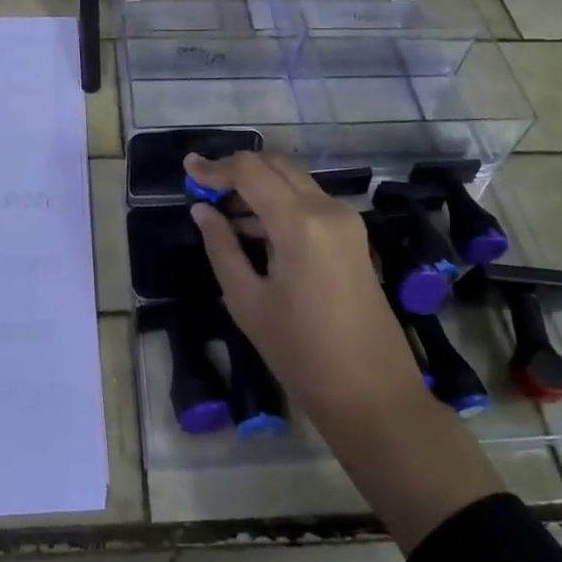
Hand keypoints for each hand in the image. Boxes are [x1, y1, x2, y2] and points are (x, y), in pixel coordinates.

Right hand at [185, 151, 422, 430]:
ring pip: (294, 180)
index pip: (250, 171)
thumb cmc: (302, 355)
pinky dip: (279, 203)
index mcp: (300, 223)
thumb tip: (202, 210)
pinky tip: (253, 229)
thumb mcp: (248, 302)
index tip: (186, 167)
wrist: (374, 396)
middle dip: (237, 170)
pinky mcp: (353, 237)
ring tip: (221, 213)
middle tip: (204, 189)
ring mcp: (346, 221)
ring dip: (258, 186)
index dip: (215, 166)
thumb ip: (222, 247)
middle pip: (276, 165)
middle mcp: (327, 208)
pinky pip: (309, 202)